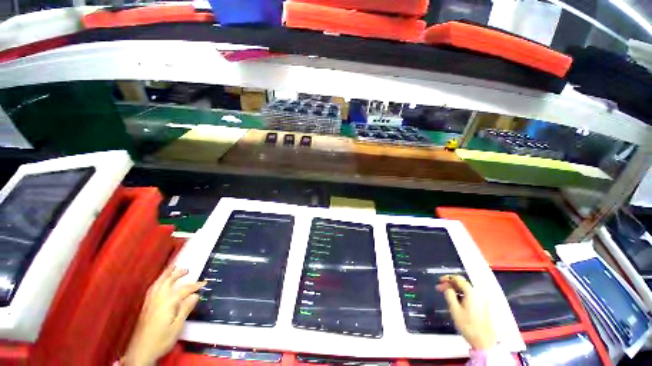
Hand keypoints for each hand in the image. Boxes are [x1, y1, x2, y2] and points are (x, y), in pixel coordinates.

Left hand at [124, 267, 205, 365]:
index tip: (205, 282)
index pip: (184, 290)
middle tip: (187, 269)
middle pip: (168, 282)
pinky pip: (152, 289)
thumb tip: (196, 295)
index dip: (195, 285)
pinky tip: (159, 282)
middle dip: (178, 274)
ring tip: (172, 268)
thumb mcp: (177, 326)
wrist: (141, 352)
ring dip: (166, 274)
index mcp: (168, 303)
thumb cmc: (162, 340)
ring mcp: (150, 303)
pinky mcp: (145, 307)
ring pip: (158, 284)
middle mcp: (158, 299)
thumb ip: (186, 309)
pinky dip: (157, 282)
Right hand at [436, 275, 496, 349]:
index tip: (439, 282)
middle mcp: (479, 293)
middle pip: (463, 283)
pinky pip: (472, 295)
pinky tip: (458, 301)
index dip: (447, 278)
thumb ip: (449, 294)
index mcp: (471, 292)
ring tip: (448, 295)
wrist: (484, 342)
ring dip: (457, 290)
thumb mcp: (454, 309)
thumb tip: (446, 286)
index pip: (457, 279)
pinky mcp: (486, 305)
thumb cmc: (468, 325)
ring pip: (467, 289)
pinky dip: (464, 295)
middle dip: (451, 284)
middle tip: (441, 289)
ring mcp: (484, 299)